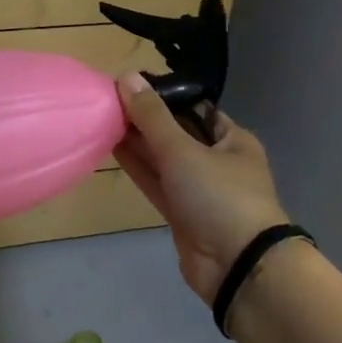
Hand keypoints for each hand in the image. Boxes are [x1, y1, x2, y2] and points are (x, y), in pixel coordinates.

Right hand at [113, 73, 289, 303]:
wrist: (238, 267)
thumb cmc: (220, 196)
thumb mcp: (183, 150)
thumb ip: (152, 116)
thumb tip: (126, 76)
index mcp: (232, 140)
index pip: (194, 108)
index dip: (163, 95)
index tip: (129, 84)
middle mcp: (217, 161)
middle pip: (176, 132)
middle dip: (145, 119)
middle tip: (108, 99)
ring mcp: (199, 190)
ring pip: (163, 159)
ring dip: (137, 142)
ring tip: (103, 118)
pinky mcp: (182, 214)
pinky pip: (157, 182)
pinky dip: (138, 167)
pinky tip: (112, 147)